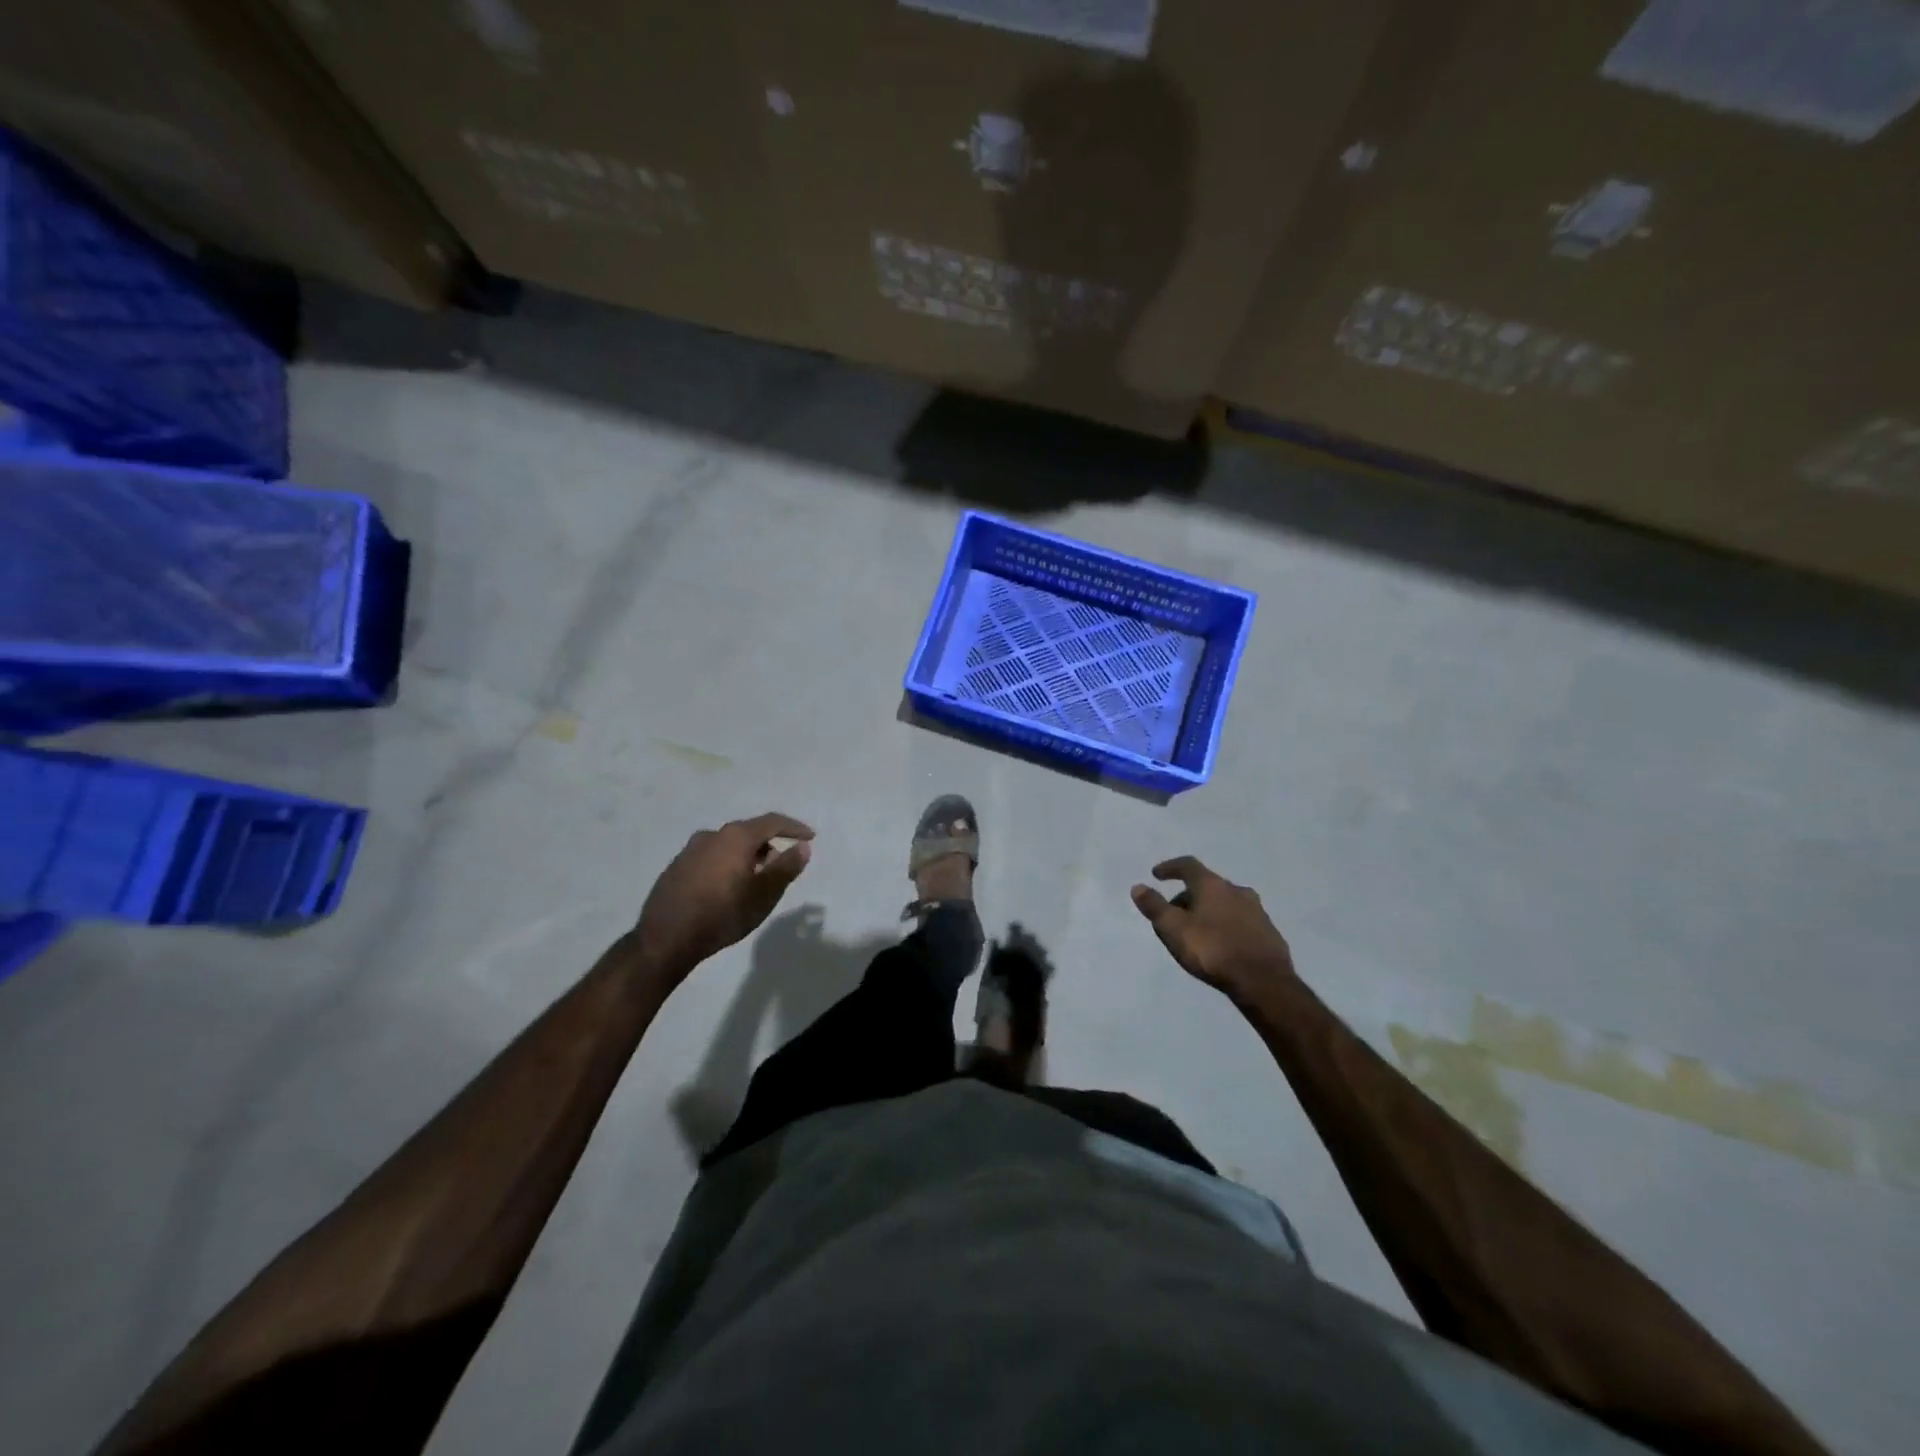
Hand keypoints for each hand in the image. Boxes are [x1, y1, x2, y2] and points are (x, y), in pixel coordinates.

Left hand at [635, 813, 813, 976]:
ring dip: (746, 856)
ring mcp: (690, 850)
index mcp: (735, 837)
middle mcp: (712, 835)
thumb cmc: (722, 914)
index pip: (772, 822)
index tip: (810, 836)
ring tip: (754, 880)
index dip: (794, 828)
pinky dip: (725, 865)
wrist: (665, 938)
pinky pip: (710, 857)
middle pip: (748, 832)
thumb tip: (803, 847)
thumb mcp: (763, 895)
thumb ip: (785, 867)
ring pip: (727, 845)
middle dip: (768, 845)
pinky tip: (726, 888)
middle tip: (780, 865)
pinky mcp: (676, 867)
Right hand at [1131, 856, 1293, 1001]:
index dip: (1170, 868)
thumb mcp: (1173, 929)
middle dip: (1188, 895)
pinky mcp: (1269, 932)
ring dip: (1209, 911)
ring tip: (1197, 931)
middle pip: (1207, 885)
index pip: (1188, 865)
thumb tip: (1138, 887)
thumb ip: (1154, 906)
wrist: (1263, 982)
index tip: (1156, 875)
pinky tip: (1221, 944)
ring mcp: (1256, 911)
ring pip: (1226, 903)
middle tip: (1174, 913)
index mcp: (1212, 885)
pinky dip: (1226, 925)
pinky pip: (1240, 921)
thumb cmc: (1212, 950)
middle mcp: (1237, 890)